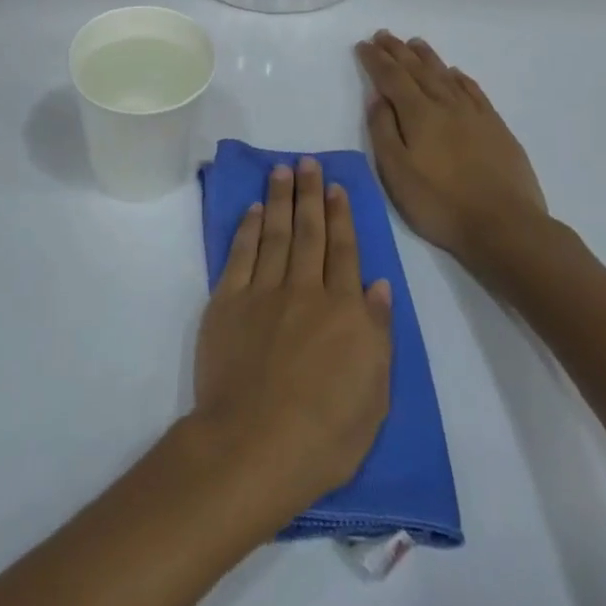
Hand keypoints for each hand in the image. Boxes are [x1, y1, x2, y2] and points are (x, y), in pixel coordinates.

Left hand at [190, 157, 393, 529]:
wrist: (256, 442)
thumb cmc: (327, 433)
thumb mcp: (374, 393)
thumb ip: (377, 332)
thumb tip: (377, 285)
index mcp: (344, 312)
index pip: (344, 252)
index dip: (341, 216)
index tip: (336, 187)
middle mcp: (304, 290)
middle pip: (309, 232)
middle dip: (309, 194)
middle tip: (307, 162)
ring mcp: (262, 292)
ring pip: (275, 234)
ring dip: (279, 200)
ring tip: (281, 171)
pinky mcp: (227, 301)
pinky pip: (240, 255)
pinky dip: (247, 229)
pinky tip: (253, 211)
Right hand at [355, 31, 550, 271]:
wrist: (506, 226)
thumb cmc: (439, 203)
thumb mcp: (396, 172)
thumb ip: (383, 130)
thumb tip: (378, 97)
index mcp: (418, 114)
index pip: (391, 77)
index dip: (375, 60)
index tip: (363, 44)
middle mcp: (446, 105)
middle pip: (418, 70)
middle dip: (398, 51)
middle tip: (383, 34)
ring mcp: (475, 115)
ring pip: (446, 76)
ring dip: (427, 57)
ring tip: (414, 43)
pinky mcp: (496, 128)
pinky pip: (474, 91)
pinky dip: (459, 78)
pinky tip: (455, 73)